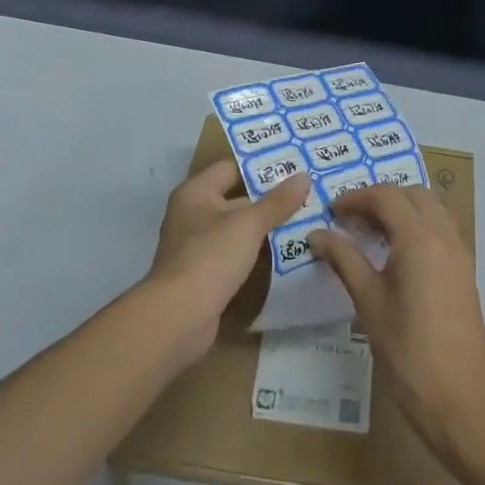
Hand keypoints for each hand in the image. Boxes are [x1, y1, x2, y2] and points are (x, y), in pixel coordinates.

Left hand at [147, 160, 311, 358]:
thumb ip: (277, 202)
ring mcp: (196, 246)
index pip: (231, 168)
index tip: (293, 168)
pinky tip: (285, 255)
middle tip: (306, 196)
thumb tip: (304, 176)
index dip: (261, 167)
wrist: (178, 317)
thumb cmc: (210, 257)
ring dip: (265, 229)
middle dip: (269, 200)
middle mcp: (192, 214)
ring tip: (304, 223)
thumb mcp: (249, 225)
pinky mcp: (204, 274)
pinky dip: (255, 253)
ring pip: (237, 229)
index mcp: (196, 192)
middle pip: (236, 199)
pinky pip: (234, 255)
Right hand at [311, 184, 484, 448]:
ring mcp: (459, 253)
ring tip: (370, 232)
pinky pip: (441, 230)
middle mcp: (444, 236)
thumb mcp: (369, 303)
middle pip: (412, 194)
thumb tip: (318, 234)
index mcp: (419, 239)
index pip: (386, 197)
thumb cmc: (408, 351)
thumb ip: (345, 260)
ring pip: (431, 209)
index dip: (356, 197)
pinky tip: (395, 253)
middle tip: (350, 220)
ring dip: (401, 209)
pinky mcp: (464, 271)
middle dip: (380, 198)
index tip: (331, 212)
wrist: (461, 398)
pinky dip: (417, 226)